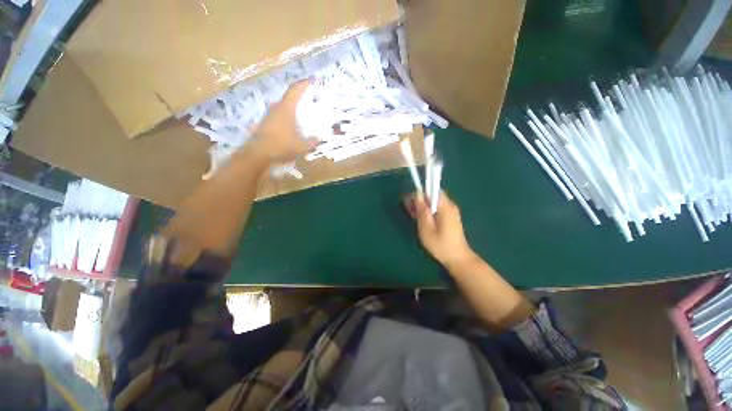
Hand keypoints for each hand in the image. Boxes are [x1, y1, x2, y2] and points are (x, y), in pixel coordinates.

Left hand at [250, 81, 313, 162]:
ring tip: (303, 114)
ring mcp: (269, 115)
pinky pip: (279, 116)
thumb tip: (319, 139)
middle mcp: (276, 108)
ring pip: (283, 107)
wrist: (257, 154)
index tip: (313, 81)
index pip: (295, 90)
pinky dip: (288, 117)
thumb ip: (312, 142)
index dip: (304, 84)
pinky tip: (292, 126)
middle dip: (300, 97)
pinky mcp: (266, 124)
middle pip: (289, 97)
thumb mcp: (301, 146)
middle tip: (311, 100)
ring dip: (293, 108)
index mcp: (286, 108)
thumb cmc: (281, 146)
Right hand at [405, 191, 476, 266]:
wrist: (458, 259)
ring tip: (415, 218)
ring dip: (423, 207)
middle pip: (432, 195)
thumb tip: (417, 195)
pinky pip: (437, 208)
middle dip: (420, 201)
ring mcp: (451, 211)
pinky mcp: (450, 216)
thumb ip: (422, 211)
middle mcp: (450, 205)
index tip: (412, 203)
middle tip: (412, 213)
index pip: (432, 189)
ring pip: (433, 202)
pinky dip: (428, 212)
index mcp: (445, 206)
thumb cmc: (441, 245)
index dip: (420, 193)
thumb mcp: (426, 229)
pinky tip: (423, 221)